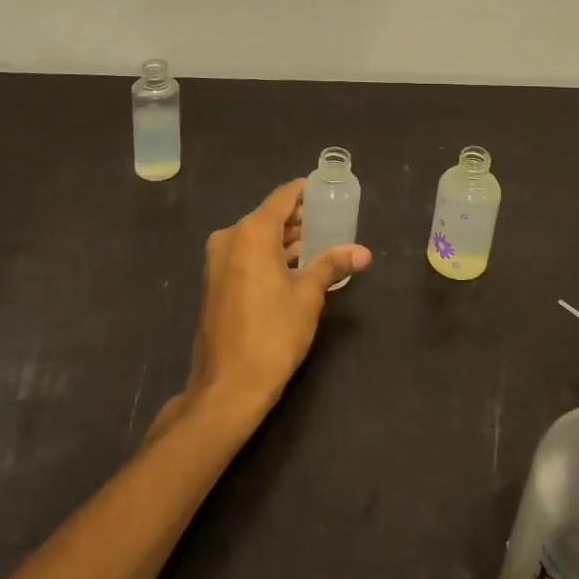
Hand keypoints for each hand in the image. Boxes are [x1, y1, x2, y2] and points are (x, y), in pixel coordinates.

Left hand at [145, 179, 370, 436]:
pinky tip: (295, 268)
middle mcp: (229, 238)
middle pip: (269, 217)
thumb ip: (332, 265)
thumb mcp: (308, 296)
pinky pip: (246, 256)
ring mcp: (218, 261)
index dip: (306, 191)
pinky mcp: (215, 283)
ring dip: (285, 240)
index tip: (328, 190)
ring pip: (257, 238)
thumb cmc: (272, 333)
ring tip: (320, 244)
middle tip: (331, 220)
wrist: (227, 388)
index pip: (283, 197)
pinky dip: (269, 256)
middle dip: (299, 219)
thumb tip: (364, 252)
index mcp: (251, 232)